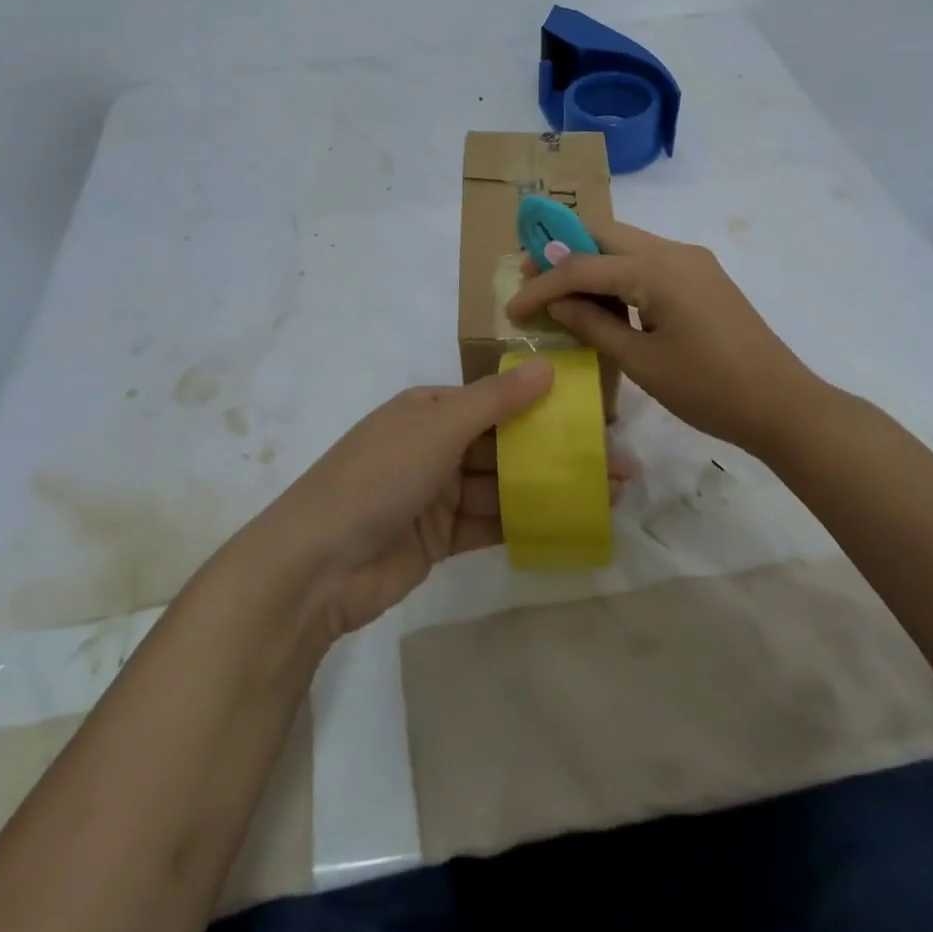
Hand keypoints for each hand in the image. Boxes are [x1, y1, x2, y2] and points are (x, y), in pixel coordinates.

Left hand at [262, 362, 633, 639]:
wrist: (317, 565)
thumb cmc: (378, 477)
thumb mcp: (438, 427)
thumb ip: (496, 400)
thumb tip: (548, 366)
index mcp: (431, 408)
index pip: (497, 399)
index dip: (545, 404)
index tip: (593, 414)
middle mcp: (436, 445)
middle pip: (507, 444)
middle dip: (558, 451)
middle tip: (616, 461)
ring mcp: (438, 494)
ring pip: (505, 485)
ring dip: (551, 488)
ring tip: (608, 494)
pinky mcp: (441, 538)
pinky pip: (492, 523)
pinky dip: (527, 522)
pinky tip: (571, 523)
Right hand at [507, 220, 822, 454]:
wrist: (783, 405)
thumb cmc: (709, 389)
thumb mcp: (641, 362)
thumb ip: (592, 325)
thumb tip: (555, 303)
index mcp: (657, 269)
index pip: (581, 265)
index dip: (542, 286)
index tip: (511, 310)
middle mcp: (673, 251)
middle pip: (603, 234)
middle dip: (561, 253)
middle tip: (530, 280)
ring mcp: (692, 261)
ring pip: (626, 245)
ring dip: (589, 262)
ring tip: (558, 292)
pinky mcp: (702, 277)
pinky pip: (648, 262)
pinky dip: (618, 275)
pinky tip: (602, 301)